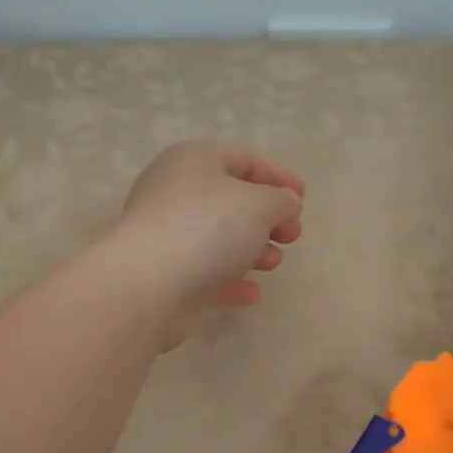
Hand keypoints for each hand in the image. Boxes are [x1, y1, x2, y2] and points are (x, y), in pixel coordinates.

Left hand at [111, 140, 303, 345]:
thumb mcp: (261, 204)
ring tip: (273, 263)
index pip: (243, 159)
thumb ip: (282, 200)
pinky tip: (251, 293)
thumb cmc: (208, 227)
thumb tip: (285, 204)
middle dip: (267, 218)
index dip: (277, 176)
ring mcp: (166, 233)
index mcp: (194, 160)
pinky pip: (204, 271)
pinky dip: (230, 279)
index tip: (303, 198)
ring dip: (251, 249)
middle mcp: (175, 191)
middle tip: (292, 236)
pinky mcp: (163, 273)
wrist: (148, 283)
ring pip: (217, 237)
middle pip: (230, 200)